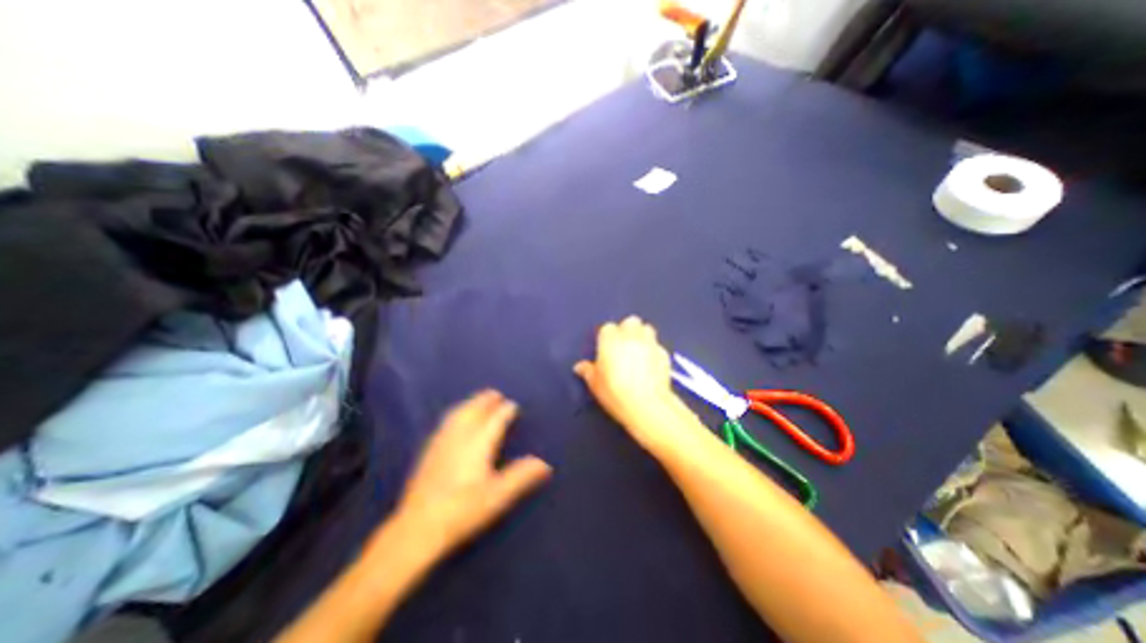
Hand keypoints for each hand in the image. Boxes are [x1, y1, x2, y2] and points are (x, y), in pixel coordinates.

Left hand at [394, 391, 554, 560]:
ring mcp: (442, 441)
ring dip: (470, 403)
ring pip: (459, 413)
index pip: (495, 419)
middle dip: (486, 400)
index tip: (514, 405)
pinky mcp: (430, 449)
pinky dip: (457, 412)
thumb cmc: (463, 511)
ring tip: (479, 399)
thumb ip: (521, 476)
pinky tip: (456, 418)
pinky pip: (447, 421)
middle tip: (496, 394)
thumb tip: (545, 464)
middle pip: (475, 410)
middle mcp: (460, 436)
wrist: (417, 528)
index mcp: (479, 444)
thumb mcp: (497, 496)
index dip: (505, 411)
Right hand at [574, 315, 687, 447]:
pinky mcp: (665, 353)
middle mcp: (631, 335)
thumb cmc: (614, 391)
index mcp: (610, 339)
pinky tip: (651, 365)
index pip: (607, 328)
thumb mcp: (595, 383)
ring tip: (638, 351)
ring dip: (642, 335)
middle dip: (627, 329)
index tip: (606, 349)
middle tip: (623, 346)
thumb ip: (587, 371)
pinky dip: (654, 351)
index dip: (607, 338)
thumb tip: (579, 367)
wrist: (646, 405)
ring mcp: (650, 342)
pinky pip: (657, 346)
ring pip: (647, 329)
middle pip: (630, 321)